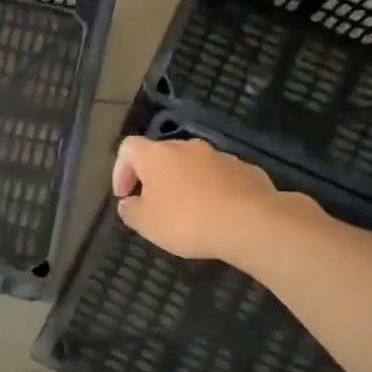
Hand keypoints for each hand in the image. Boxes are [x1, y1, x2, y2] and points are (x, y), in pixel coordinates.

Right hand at [113, 135, 293, 265]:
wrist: (250, 222)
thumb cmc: (187, 220)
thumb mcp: (146, 224)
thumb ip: (130, 211)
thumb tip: (128, 203)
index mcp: (157, 156)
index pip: (128, 148)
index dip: (120, 170)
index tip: (124, 195)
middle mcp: (187, 147)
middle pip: (162, 154)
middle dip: (154, 177)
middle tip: (153, 204)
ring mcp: (219, 156)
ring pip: (192, 165)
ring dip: (184, 183)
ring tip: (187, 212)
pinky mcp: (245, 169)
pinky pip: (219, 176)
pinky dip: (211, 190)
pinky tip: (216, 213)